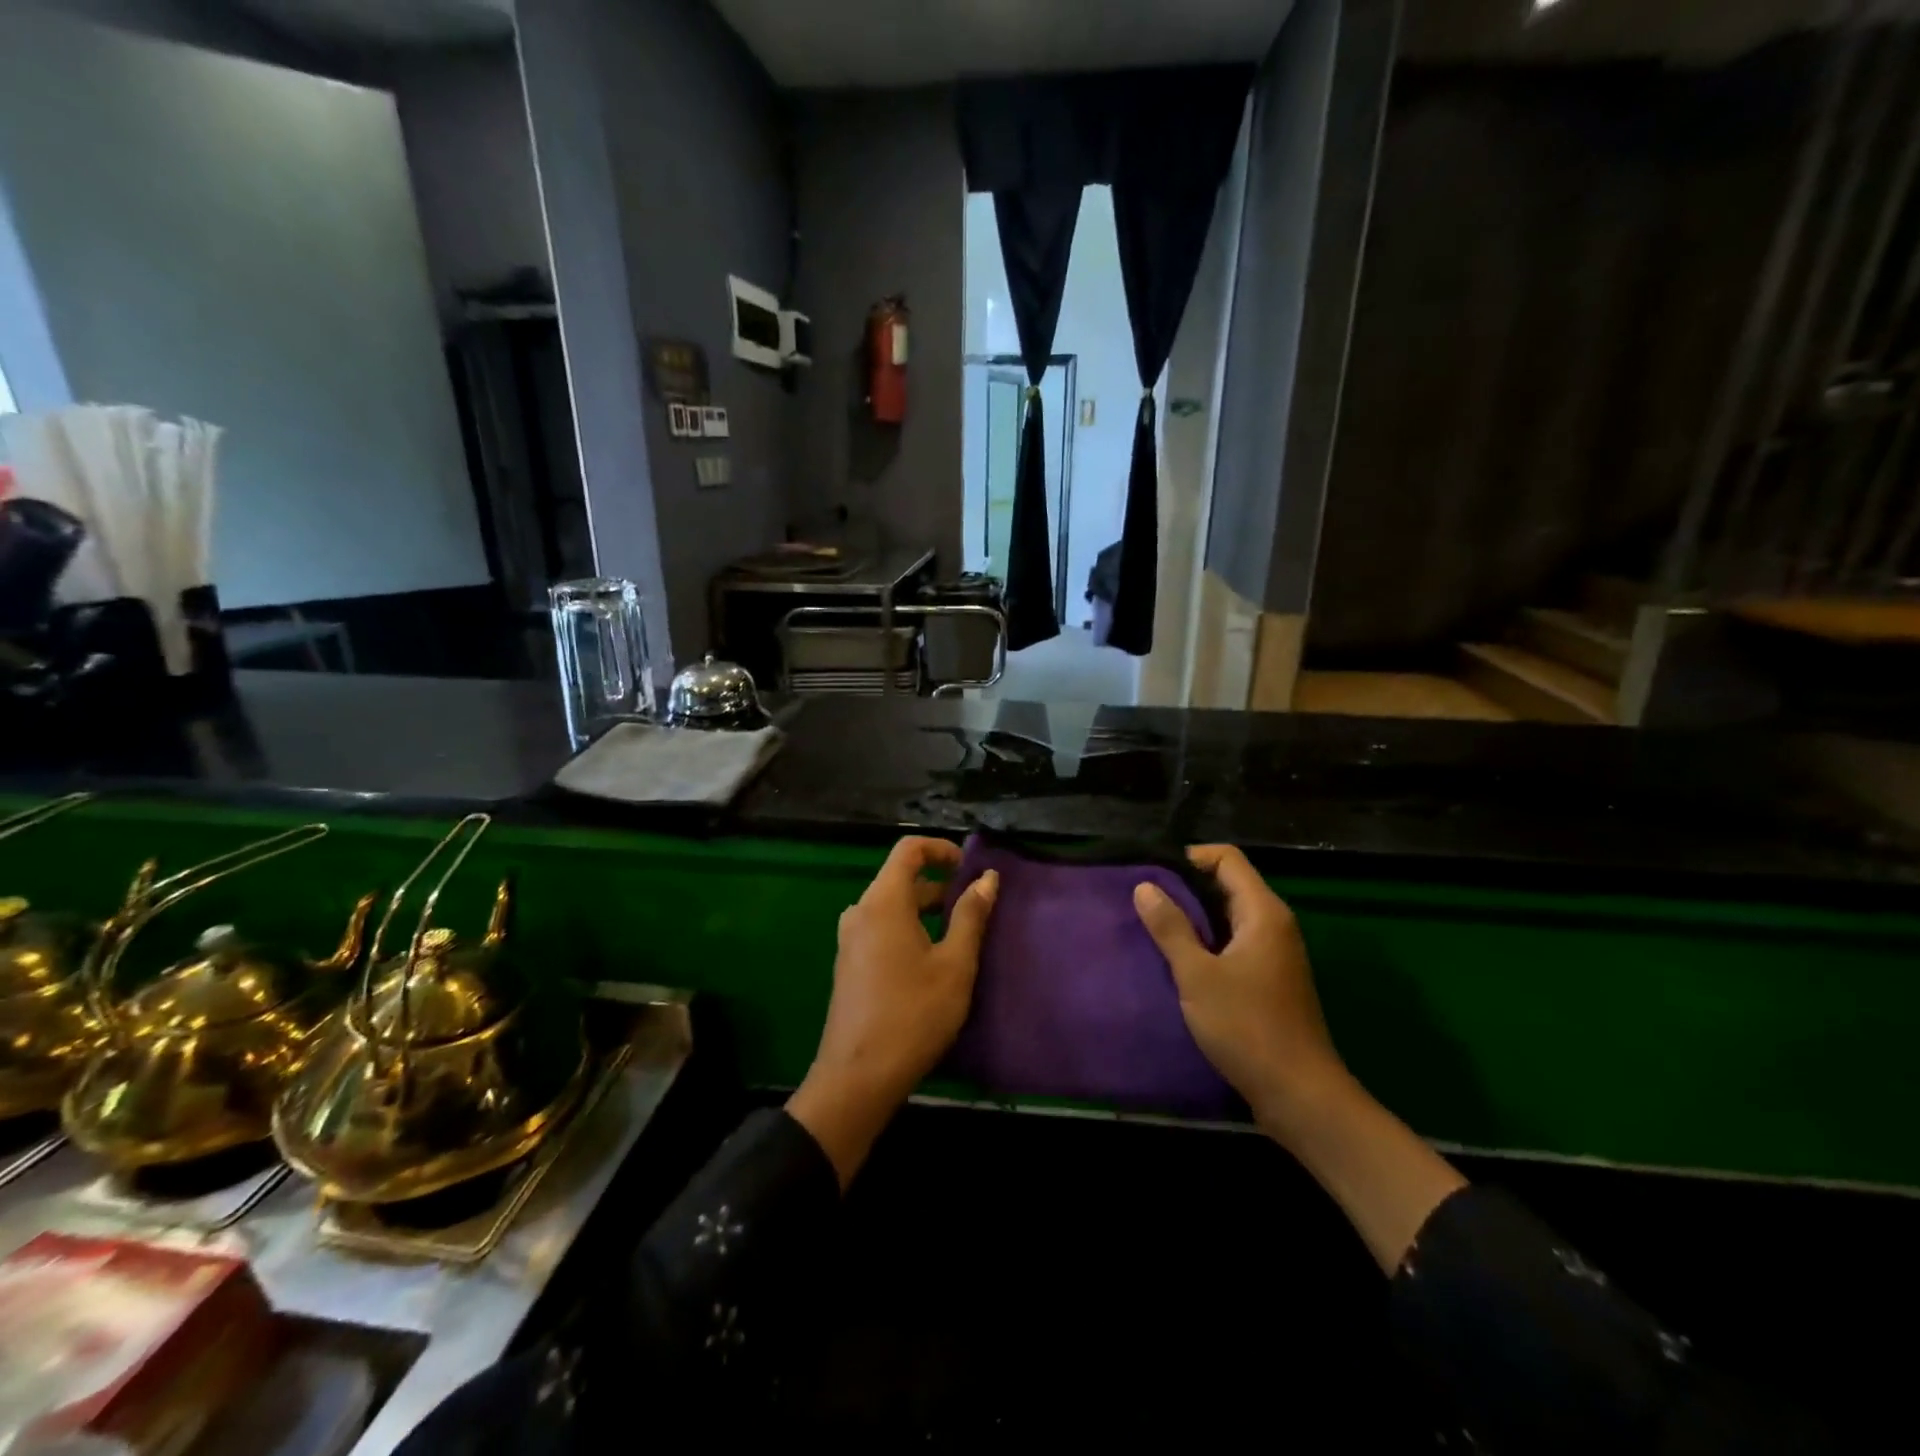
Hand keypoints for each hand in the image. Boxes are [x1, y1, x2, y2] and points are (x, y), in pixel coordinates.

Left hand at [787, 837, 997, 1185]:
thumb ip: (971, 915)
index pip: (909, 850)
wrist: (857, 1077)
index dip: (941, 849)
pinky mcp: (849, 963)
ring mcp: (850, 939)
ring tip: (959, 933)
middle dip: (939, 883)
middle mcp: (860, 911)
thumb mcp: (954, 965)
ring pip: (891, 905)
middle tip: (974, 905)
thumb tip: (987, 878)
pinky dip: (908, 927)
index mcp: (883, 902)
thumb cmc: (913, 1014)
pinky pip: (881, 927)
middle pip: (900, 878)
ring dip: (925, 908)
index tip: (969, 867)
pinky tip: (931, 959)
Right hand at [1133, 845, 1342, 1133]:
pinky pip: (1232, 943)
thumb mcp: (1197, 975)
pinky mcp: (1268, 979)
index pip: (1227, 859)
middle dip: (1185, 887)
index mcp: (1263, 912)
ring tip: (1152, 926)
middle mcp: (1273, 924)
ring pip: (1228, 916)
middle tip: (1143, 899)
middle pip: (1228, 884)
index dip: (1189, 857)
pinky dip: (1205, 942)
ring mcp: (1273, 953)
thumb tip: (1144, 886)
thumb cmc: (1247, 1027)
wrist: (1299, 1095)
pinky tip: (1177, 959)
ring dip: (1193, 917)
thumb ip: (1170, 928)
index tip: (1152, 874)